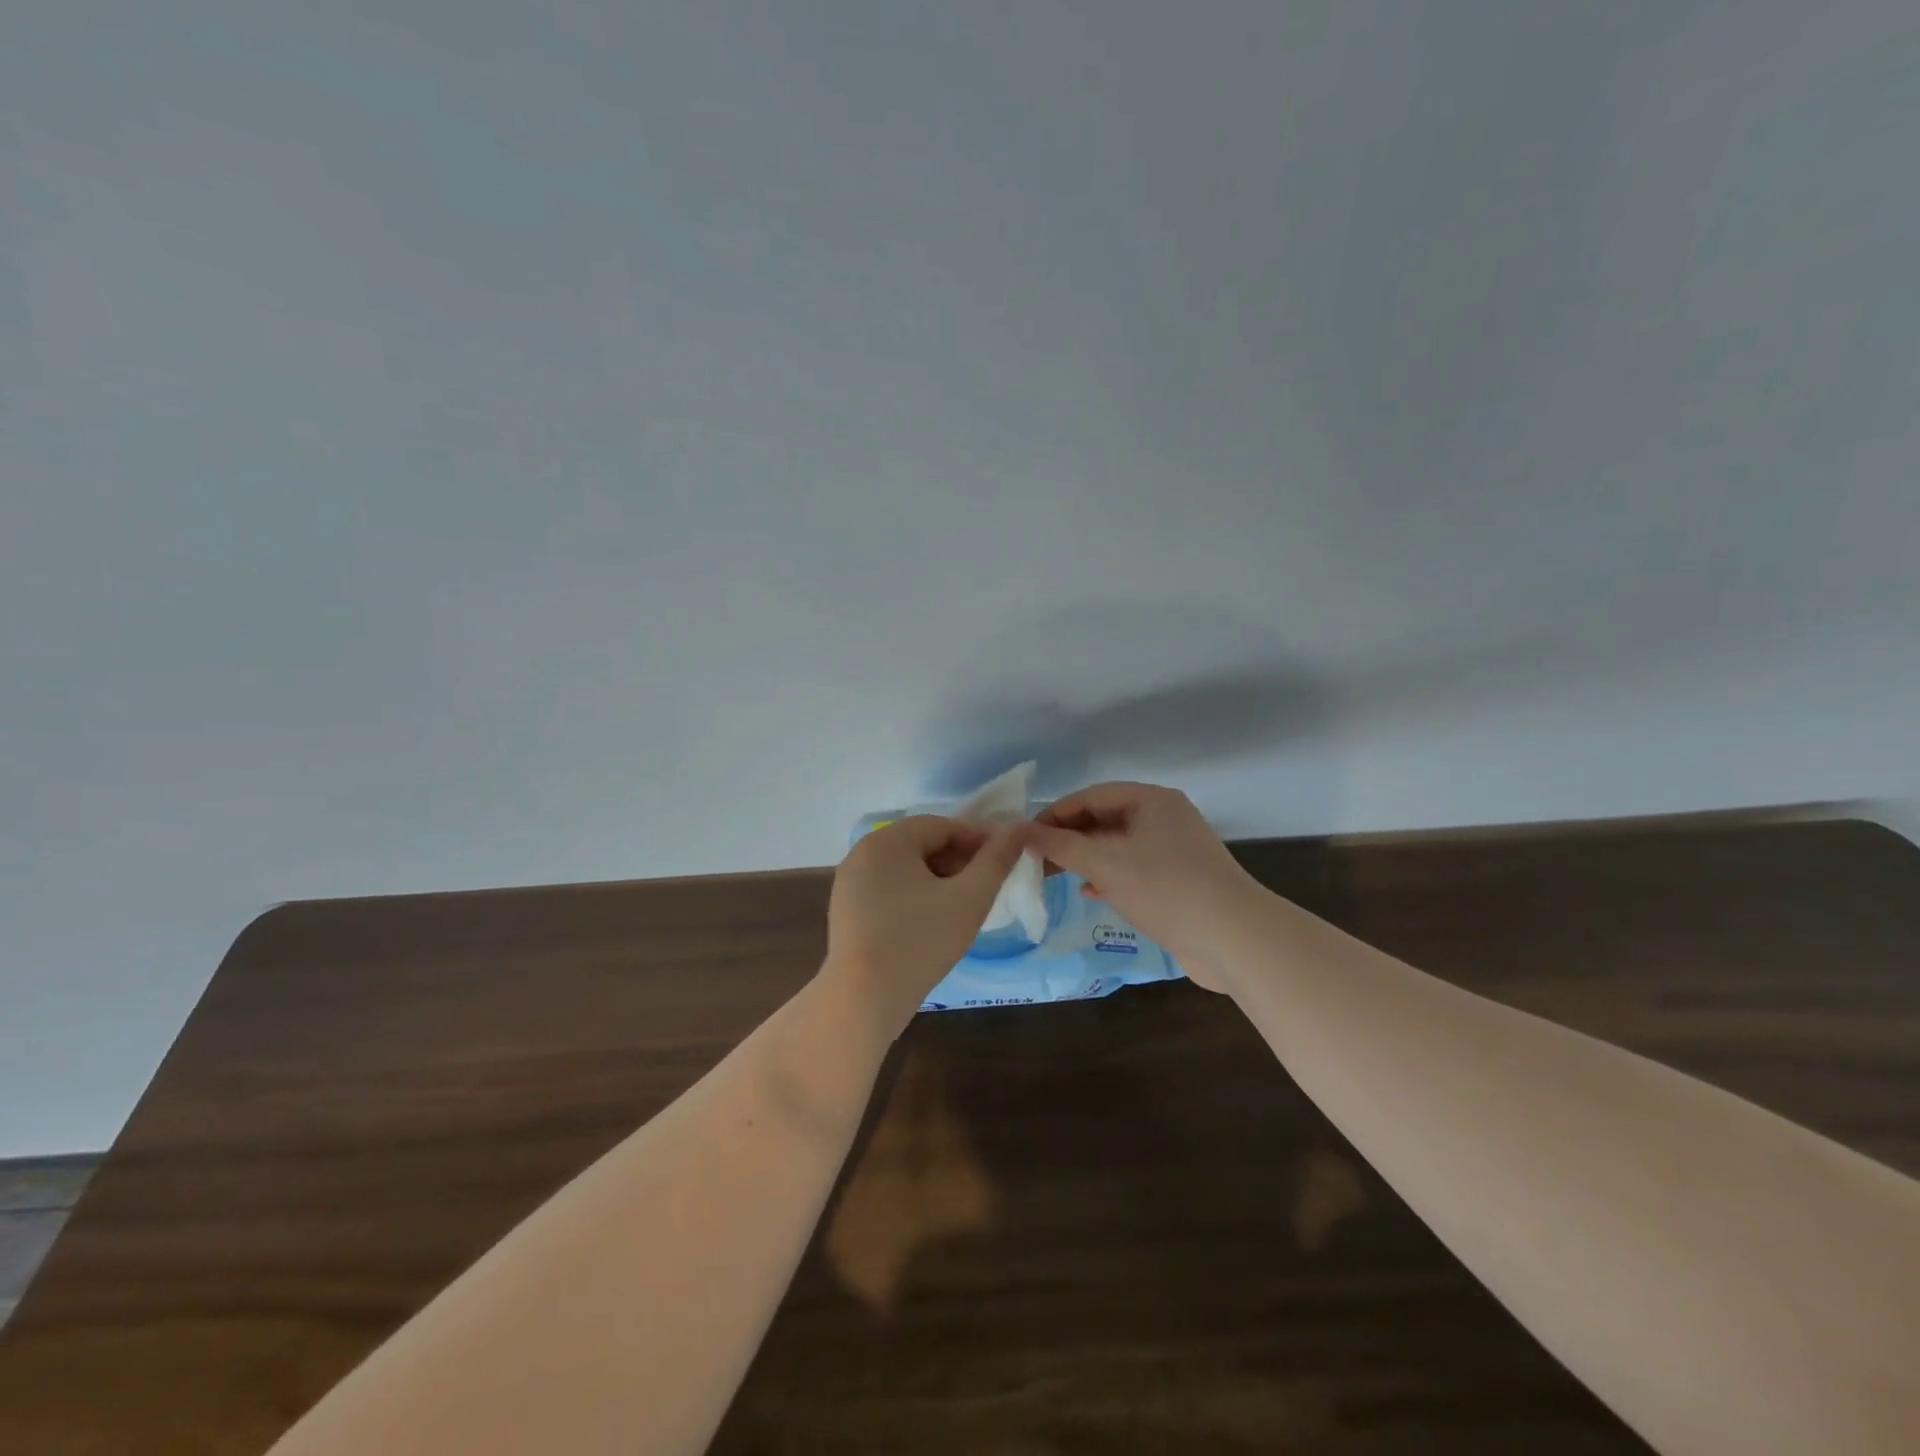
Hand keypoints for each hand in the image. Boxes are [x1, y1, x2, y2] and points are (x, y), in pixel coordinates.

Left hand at [824, 816, 1027, 1035]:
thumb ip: (996, 860)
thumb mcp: (970, 899)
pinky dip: (912, 896)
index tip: (1000, 865)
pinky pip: (887, 888)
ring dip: (937, 879)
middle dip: (956, 861)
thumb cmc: (921, 942)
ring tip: (960, 908)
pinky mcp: (845, 909)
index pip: (942, 826)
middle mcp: (862, 852)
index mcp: (887, 840)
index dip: (976, 841)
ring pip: (904, 868)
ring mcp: (849, 882)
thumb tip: (1019, 828)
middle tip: (983, 889)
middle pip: (921, 844)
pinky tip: (929, 924)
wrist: (863, 999)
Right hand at [1024, 782, 1259, 991]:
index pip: (1091, 796)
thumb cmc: (1166, 889)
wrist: (1234, 939)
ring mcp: (1173, 850)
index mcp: (1151, 801)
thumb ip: (1060, 846)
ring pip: (1117, 846)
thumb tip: (1019, 831)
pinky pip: (1133, 869)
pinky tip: (1089, 891)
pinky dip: (1108, 876)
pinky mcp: (1178, 881)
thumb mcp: (1106, 863)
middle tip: (1034, 859)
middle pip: (1104, 819)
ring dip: (1085, 858)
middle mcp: (1164, 818)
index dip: (1055, 814)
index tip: (1024, 836)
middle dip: (1068, 837)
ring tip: (1052, 875)